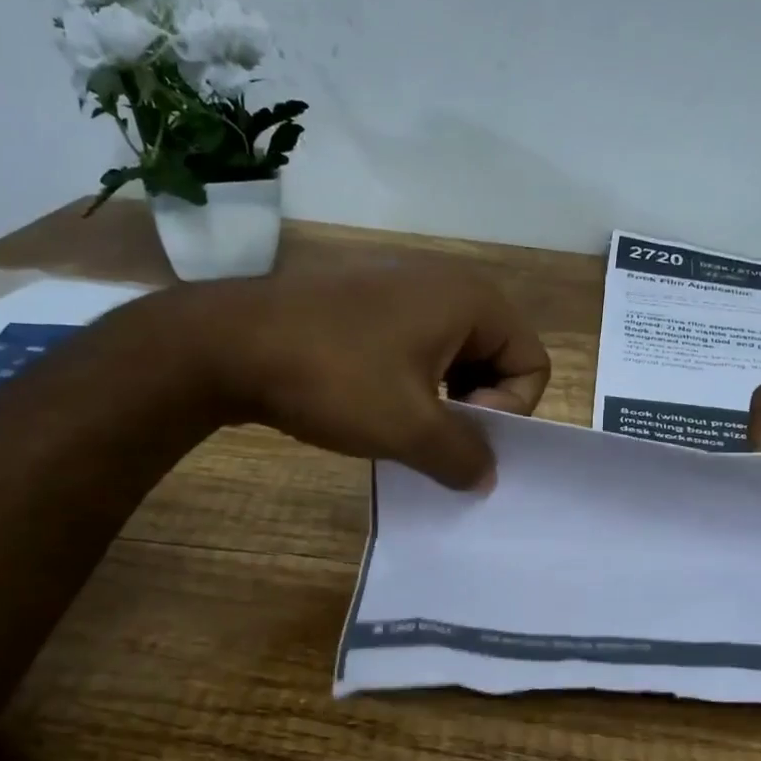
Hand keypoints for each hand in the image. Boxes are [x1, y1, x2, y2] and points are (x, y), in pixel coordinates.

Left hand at [155, 261, 550, 489]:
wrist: (227, 343)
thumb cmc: (335, 378)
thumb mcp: (409, 429)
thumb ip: (463, 457)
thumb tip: (485, 477)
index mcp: (474, 300)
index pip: (532, 364)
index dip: (508, 411)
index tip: (459, 433)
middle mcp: (447, 283)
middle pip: (498, 358)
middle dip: (477, 408)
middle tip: (435, 439)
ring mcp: (403, 287)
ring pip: (456, 357)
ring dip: (443, 401)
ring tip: (404, 429)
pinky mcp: (368, 301)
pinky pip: (418, 347)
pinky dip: (413, 383)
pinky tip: (376, 407)